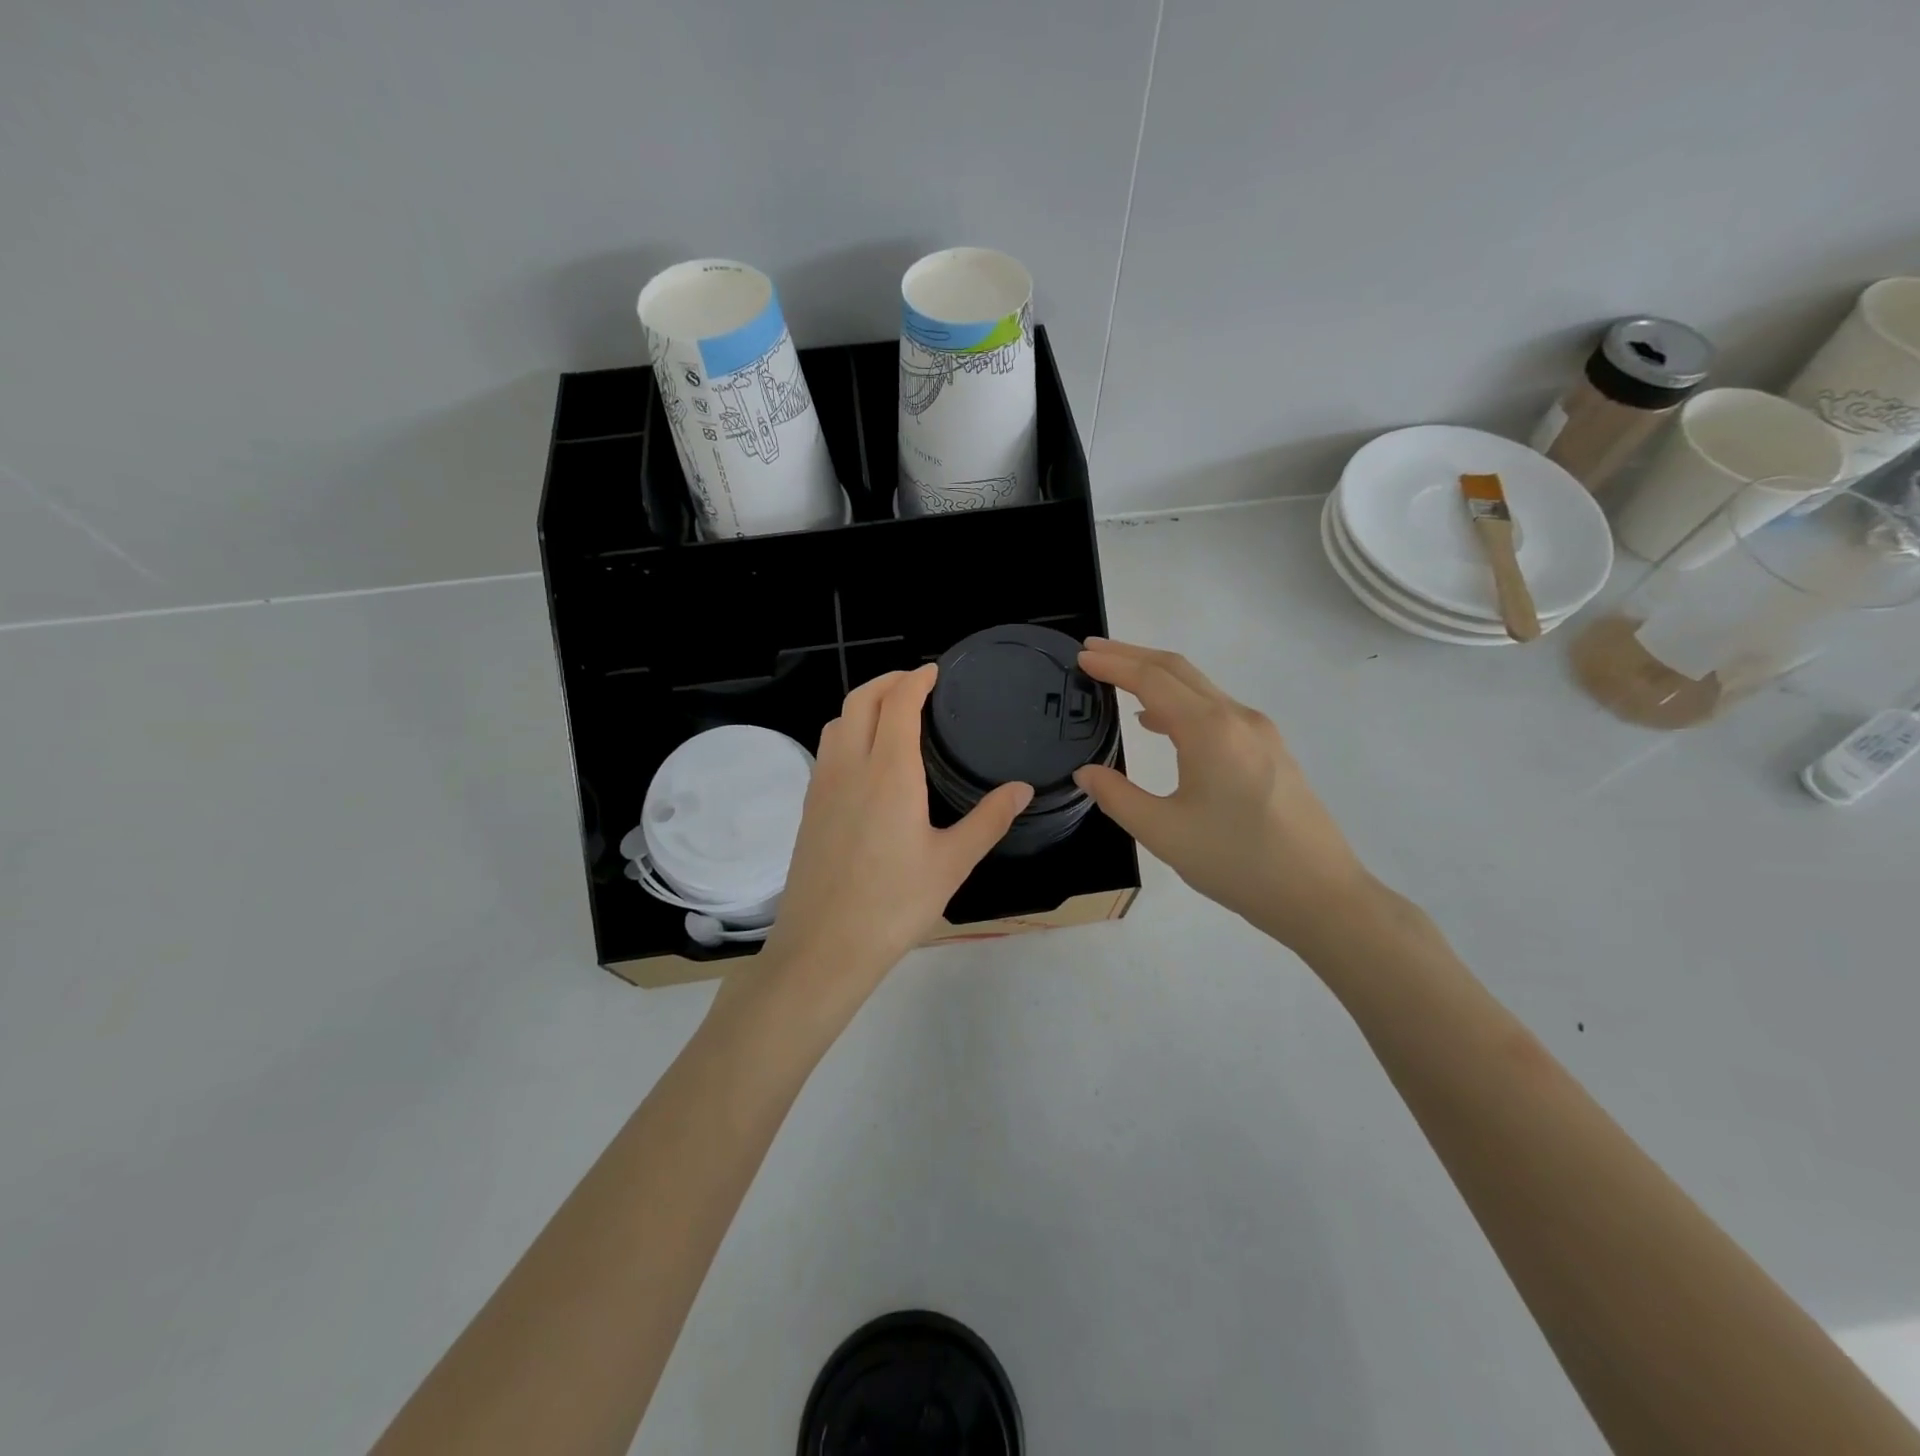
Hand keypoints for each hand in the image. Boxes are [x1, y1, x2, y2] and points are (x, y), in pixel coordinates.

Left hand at [762, 665, 1032, 1005]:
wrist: (824, 947)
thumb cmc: (894, 904)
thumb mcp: (952, 863)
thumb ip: (988, 819)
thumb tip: (1021, 788)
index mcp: (889, 772)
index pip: (898, 703)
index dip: (916, 679)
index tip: (934, 672)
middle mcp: (850, 767)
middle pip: (860, 700)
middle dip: (887, 681)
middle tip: (916, 683)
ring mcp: (822, 786)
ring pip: (837, 722)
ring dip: (863, 704)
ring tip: (891, 714)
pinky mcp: (809, 808)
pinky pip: (827, 750)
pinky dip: (848, 731)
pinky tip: (867, 760)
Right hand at [1074, 639, 1377, 950]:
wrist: (1319, 894)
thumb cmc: (1237, 862)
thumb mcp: (1163, 833)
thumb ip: (1117, 796)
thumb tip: (1087, 772)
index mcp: (1209, 730)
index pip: (1152, 679)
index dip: (1113, 664)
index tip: (1080, 657)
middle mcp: (1237, 718)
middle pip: (1178, 670)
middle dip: (1132, 656)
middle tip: (1092, 652)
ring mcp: (1259, 732)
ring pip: (1200, 688)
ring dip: (1157, 677)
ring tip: (1118, 681)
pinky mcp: (1270, 750)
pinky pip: (1216, 709)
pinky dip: (1180, 702)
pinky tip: (1161, 724)